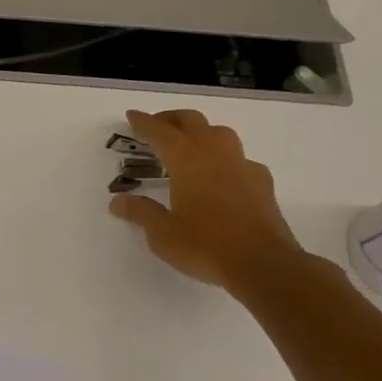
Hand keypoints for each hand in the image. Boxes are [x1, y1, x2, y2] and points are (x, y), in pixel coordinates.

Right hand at [109, 108, 307, 292]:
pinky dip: (223, 158)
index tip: (132, 116)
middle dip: (171, 119)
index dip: (144, 123)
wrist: (264, 264)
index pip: (161, 133)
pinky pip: (239, 158)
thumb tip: (117, 201)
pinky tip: (219, 176)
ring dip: (200, 132)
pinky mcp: (262, 182)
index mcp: (187, 160)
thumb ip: (141, 213)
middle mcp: (216, 154)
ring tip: (187, 145)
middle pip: (193, 122)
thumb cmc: (205, 246)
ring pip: (220, 133)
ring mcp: (243, 166)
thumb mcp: (162, 234)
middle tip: (156, 125)